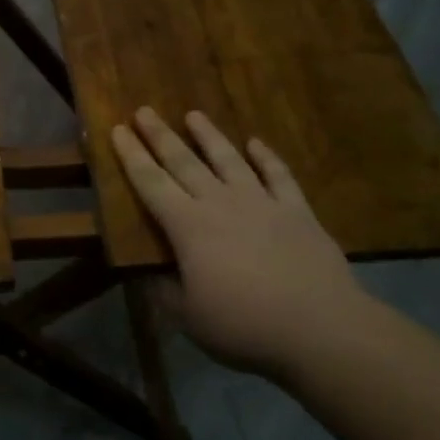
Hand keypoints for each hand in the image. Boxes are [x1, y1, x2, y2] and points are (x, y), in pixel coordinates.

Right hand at [111, 108, 365, 378]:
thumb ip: (164, 291)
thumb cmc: (244, 326)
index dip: (132, 156)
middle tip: (145, 110)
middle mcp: (221, 204)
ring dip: (209, 136)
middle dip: (161, 136)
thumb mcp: (188, 318)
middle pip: (185, 162)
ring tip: (194, 114)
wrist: (321, 329)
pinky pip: (279, 176)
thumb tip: (147, 273)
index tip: (118, 129)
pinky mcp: (297, 212)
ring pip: (229, 160)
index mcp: (188, 227)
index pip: (151, 183)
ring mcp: (262, 203)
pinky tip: (257, 143)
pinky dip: (267, 157)